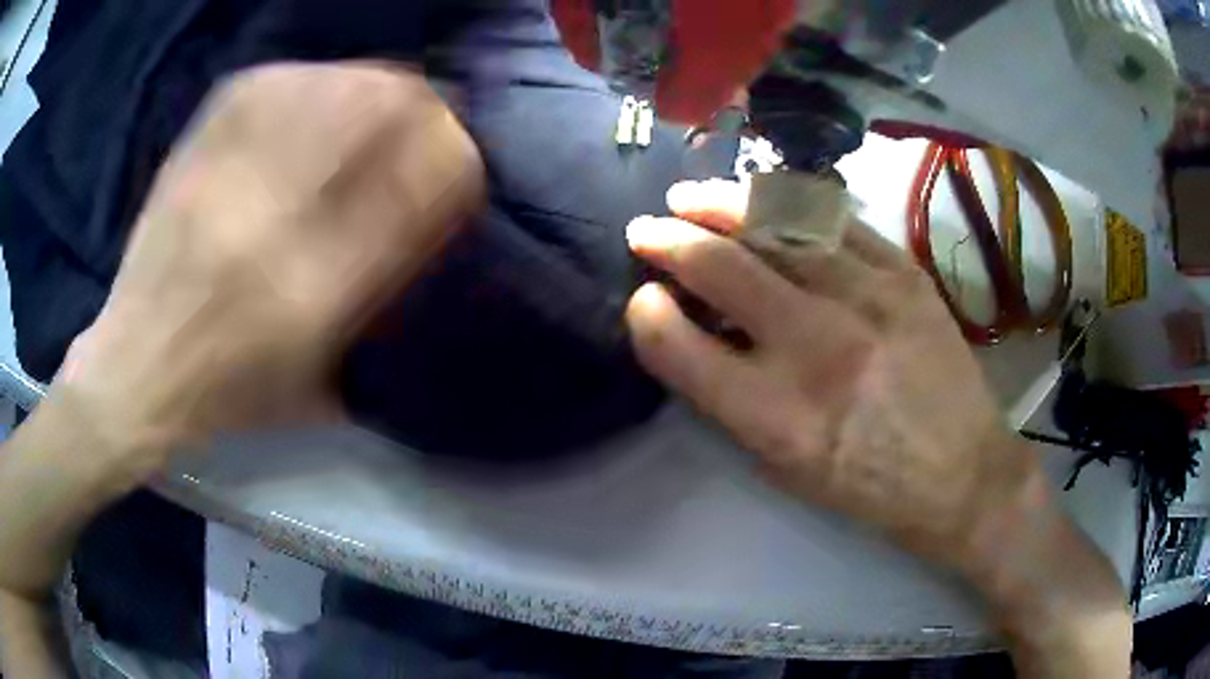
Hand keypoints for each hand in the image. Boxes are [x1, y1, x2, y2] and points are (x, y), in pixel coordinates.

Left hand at [64, 63, 484, 452]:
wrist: (131, 374)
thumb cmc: (225, 396)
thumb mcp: (313, 384)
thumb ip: (372, 311)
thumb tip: (422, 225)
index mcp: (311, 293)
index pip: (413, 192)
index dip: (452, 160)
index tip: (464, 157)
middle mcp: (270, 221)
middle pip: (370, 115)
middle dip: (420, 106)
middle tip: (433, 113)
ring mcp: (224, 178)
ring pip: (321, 87)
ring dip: (369, 82)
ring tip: (384, 92)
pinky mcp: (191, 157)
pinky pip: (262, 87)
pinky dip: (304, 77)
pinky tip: (318, 85)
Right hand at [626, 179, 1131, 676]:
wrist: (963, 475)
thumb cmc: (868, 486)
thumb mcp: (785, 467)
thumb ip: (732, 397)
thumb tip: (694, 328)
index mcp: (777, 418)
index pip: (678, 345)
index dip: (645, 313)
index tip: (643, 298)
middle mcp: (817, 350)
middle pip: (720, 268)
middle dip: (667, 240)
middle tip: (646, 230)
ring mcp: (868, 299)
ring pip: (775, 224)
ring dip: (719, 204)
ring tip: (691, 197)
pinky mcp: (905, 273)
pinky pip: (833, 220)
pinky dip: (786, 204)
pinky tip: (764, 199)